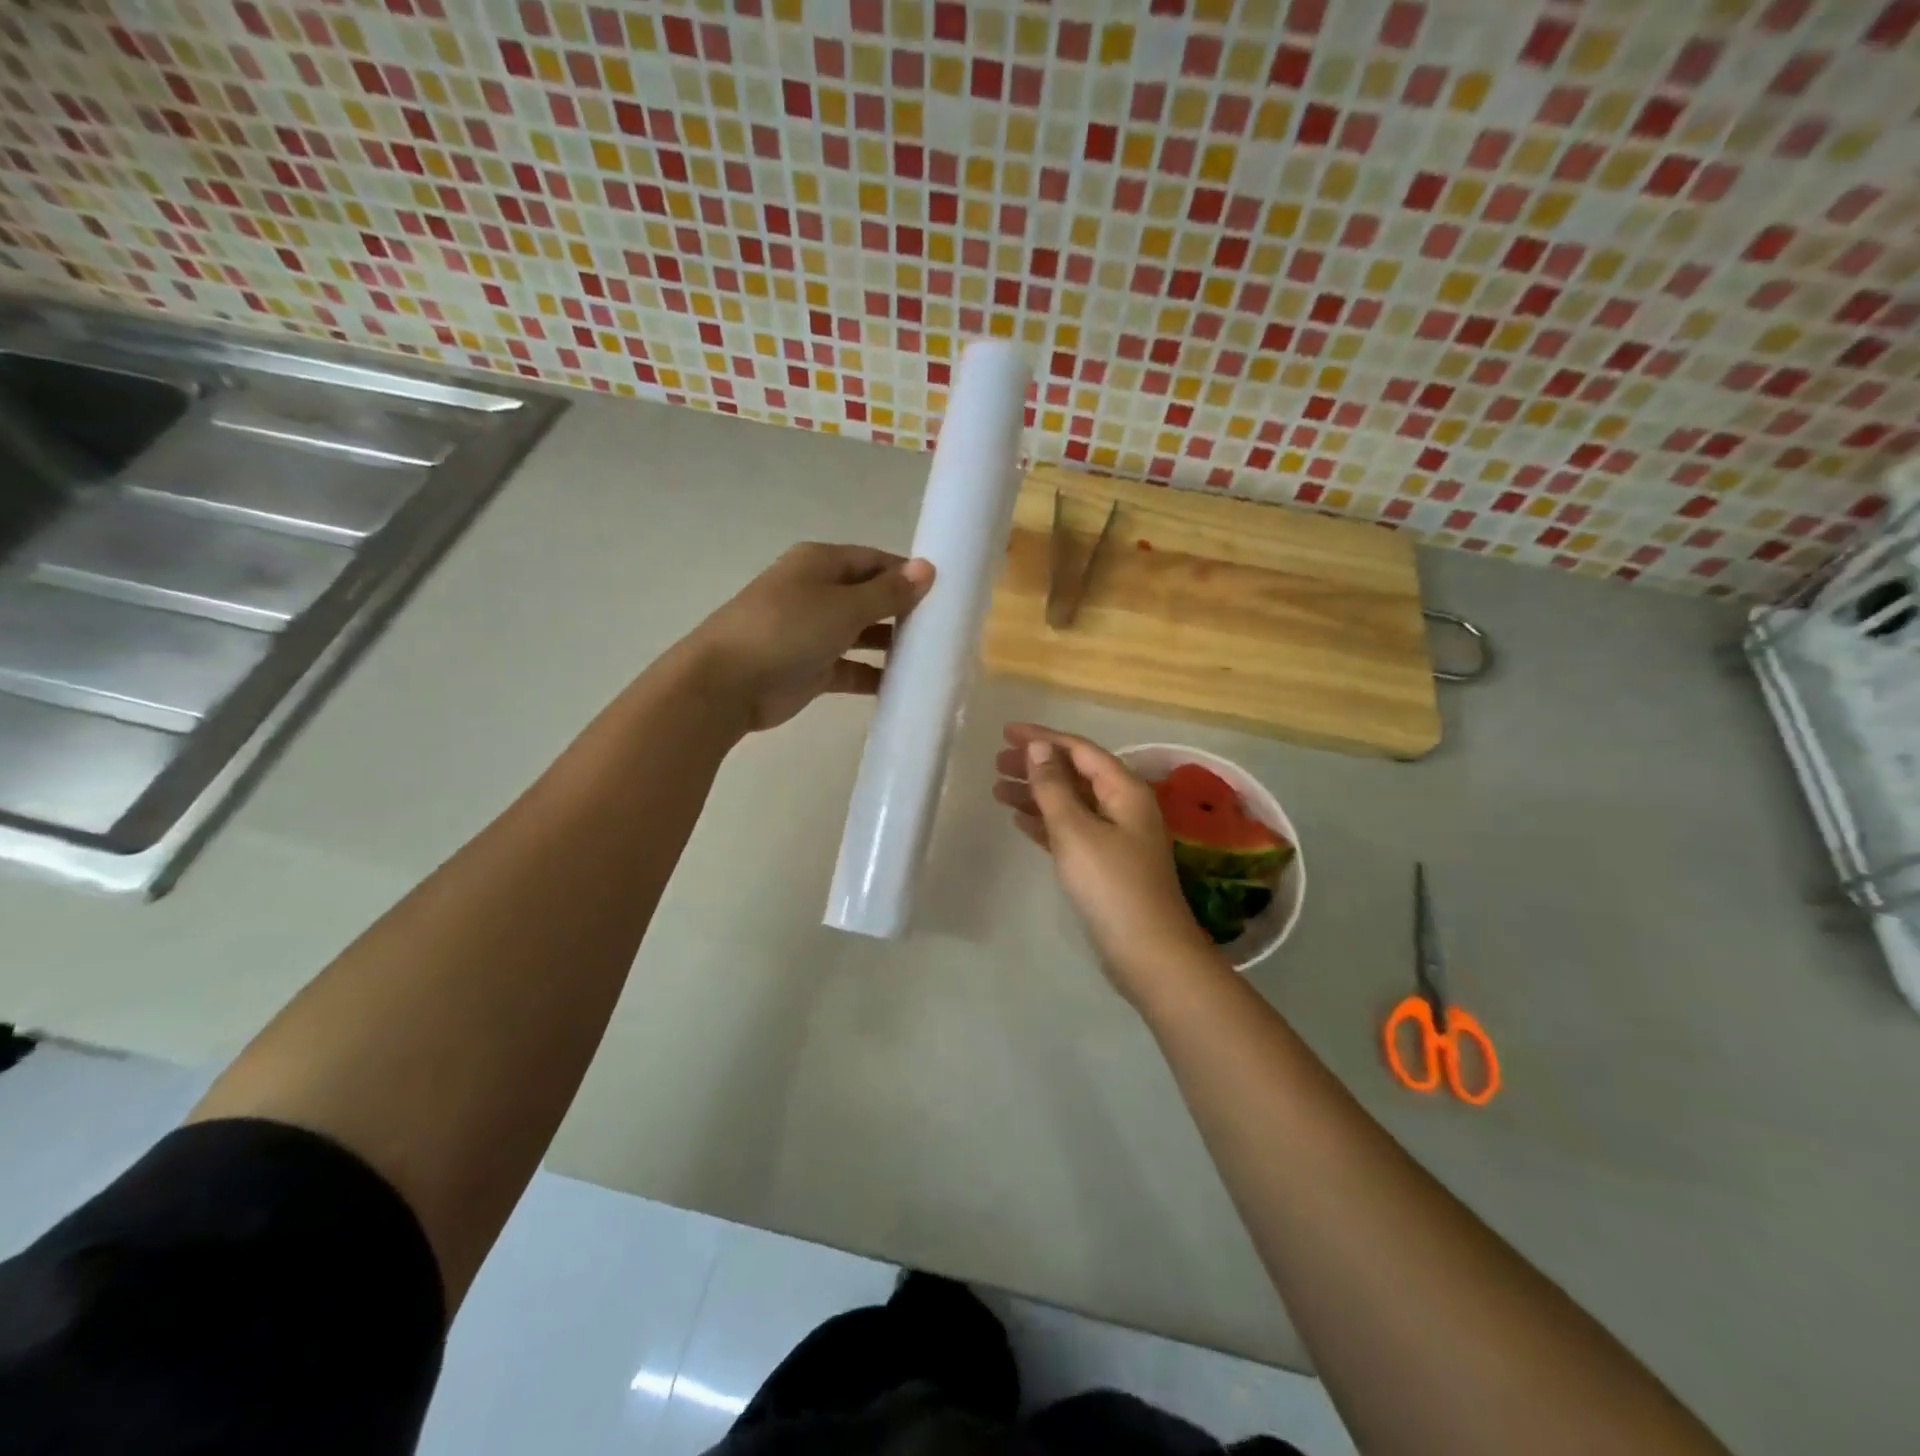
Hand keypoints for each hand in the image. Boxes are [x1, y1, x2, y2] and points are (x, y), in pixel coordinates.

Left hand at [686, 544, 934, 732]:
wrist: (728, 683)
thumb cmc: (787, 630)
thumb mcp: (844, 606)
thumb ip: (888, 592)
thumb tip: (927, 568)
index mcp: (820, 564)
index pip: (874, 560)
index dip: (907, 573)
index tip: (944, 591)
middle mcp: (817, 593)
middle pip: (869, 596)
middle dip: (903, 610)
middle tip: (943, 627)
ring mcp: (813, 632)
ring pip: (862, 633)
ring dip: (891, 644)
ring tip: (931, 656)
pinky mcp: (813, 669)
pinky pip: (852, 668)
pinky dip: (874, 674)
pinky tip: (904, 685)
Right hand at [992, 723, 1225, 1005]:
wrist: (1148, 952)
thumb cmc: (1111, 885)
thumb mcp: (1076, 831)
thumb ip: (1054, 787)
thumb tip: (1039, 748)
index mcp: (1125, 790)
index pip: (1080, 750)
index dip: (1043, 738)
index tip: (1006, 732)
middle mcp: (1124, 807)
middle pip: (1076, 774)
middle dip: (1037, 766)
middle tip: (997, 764)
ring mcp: (1117, 837)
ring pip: (1071, 803)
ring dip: (1037, 794)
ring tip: (998, 790)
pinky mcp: (1106, 865)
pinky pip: (1071, 831)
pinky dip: (1046, 823)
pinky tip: (1020, 822)